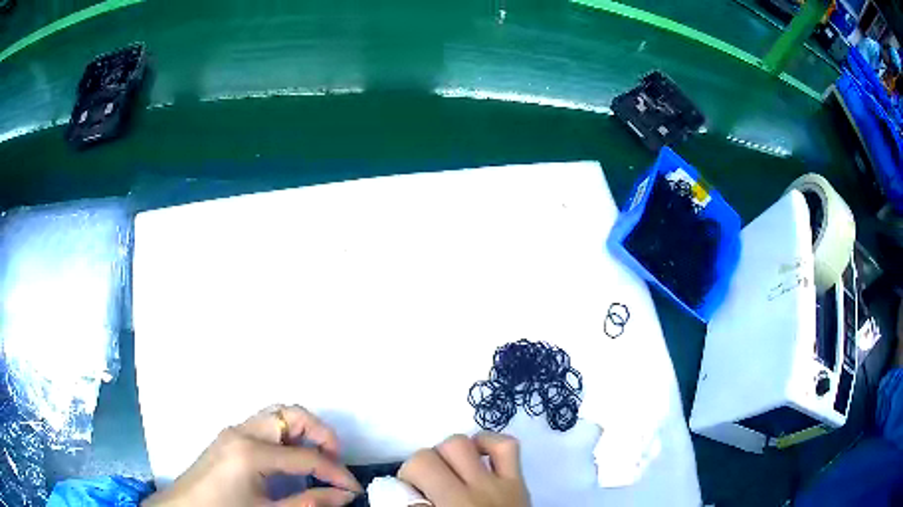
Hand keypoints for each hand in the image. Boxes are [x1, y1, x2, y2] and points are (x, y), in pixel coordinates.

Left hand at [143, 405, 361, 506]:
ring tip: (317, 460)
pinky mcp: (229, 438)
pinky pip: (265, 425)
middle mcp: (242, 431)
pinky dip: (286, 436)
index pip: (306, 456)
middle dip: (322, 434)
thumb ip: (310, 503)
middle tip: (334, 462)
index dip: (336, 473)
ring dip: (304, 432)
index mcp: (251, 451)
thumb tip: (345, 495)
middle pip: (291, 414)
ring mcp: (233, 431)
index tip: (354, 489)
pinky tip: (291, 461)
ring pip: (278, 415)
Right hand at [399, 433, 530, 506]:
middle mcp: (475, 489)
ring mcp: (500, 483)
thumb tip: (404, 495)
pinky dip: (488, 442)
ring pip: (465, 442)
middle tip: (426, 483)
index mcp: (452, 504)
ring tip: (449, 470)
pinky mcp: (519, 482)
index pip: (420, 464)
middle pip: (438, 451)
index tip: (410, 491)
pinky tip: (477, 454)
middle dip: (424, 462)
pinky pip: (507, 446)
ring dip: (450, 452)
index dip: (407, 474)